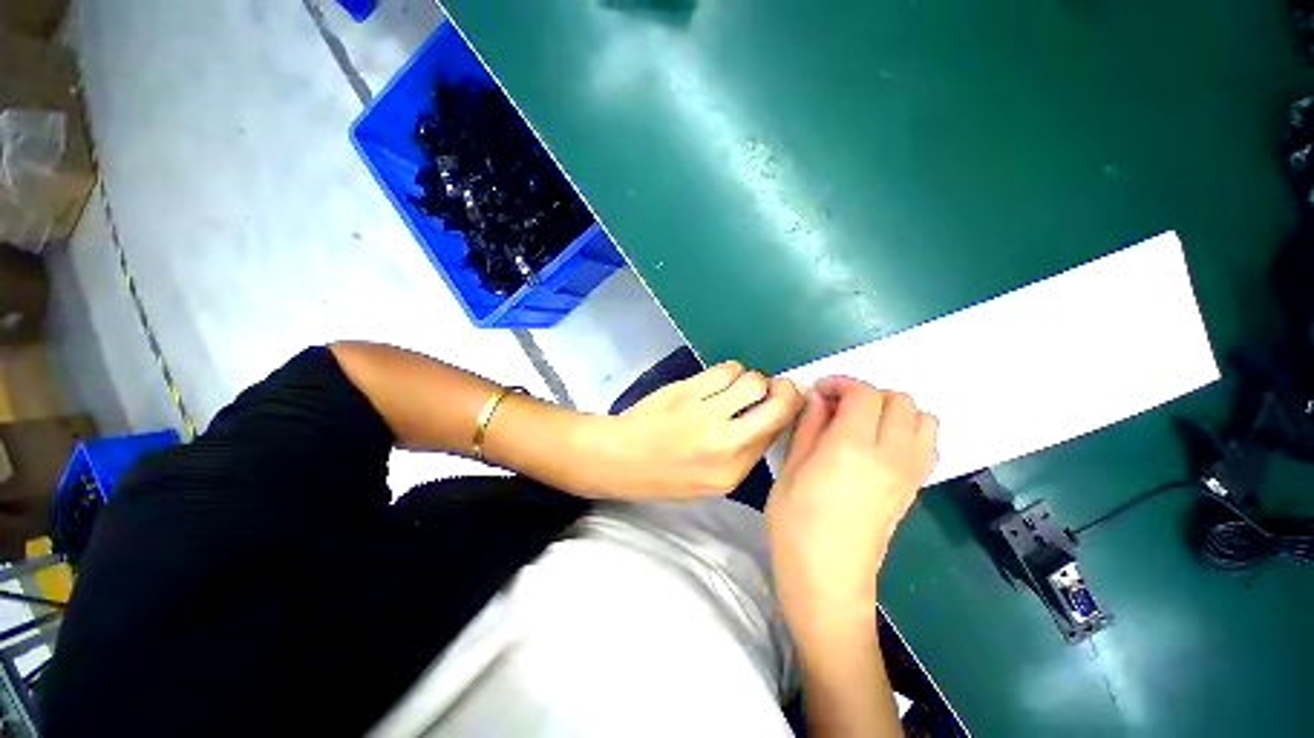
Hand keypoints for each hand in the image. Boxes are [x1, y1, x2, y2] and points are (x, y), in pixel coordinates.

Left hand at [589, 362, 803, 499]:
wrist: (620, 458)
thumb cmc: (664, 475)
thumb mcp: (711, 481)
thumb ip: (743, 453)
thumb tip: (769, 418)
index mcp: (732, 471)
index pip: (777, 432)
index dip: (790, 410)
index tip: (787, 400)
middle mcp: (725, 442)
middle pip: (776, 404)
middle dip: (785, 390)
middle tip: (777, 386)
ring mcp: (705, 413)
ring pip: (751, 380)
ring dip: (751, 379)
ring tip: (738, 387)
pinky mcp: (687, 390)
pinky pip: (725, 369)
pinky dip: (730, 371)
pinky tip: (720, 380)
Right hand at [766, 377, 937, 628]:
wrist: (827, 576)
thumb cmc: (795, 522)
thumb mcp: (790, 468)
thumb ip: (808, 426)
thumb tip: (818, 398)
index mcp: (851, 448)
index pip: (864, 394)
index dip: (841, 383)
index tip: (819, 391)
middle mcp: (889, 455)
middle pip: (899, 400)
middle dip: (867, 394)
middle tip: (837, 407)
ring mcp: (908, 473)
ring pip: (923, 418)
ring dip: (893, 410)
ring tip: (862, 423)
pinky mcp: (914, 488)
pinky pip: (928, 445)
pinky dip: (910, 433)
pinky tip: (880, 446)